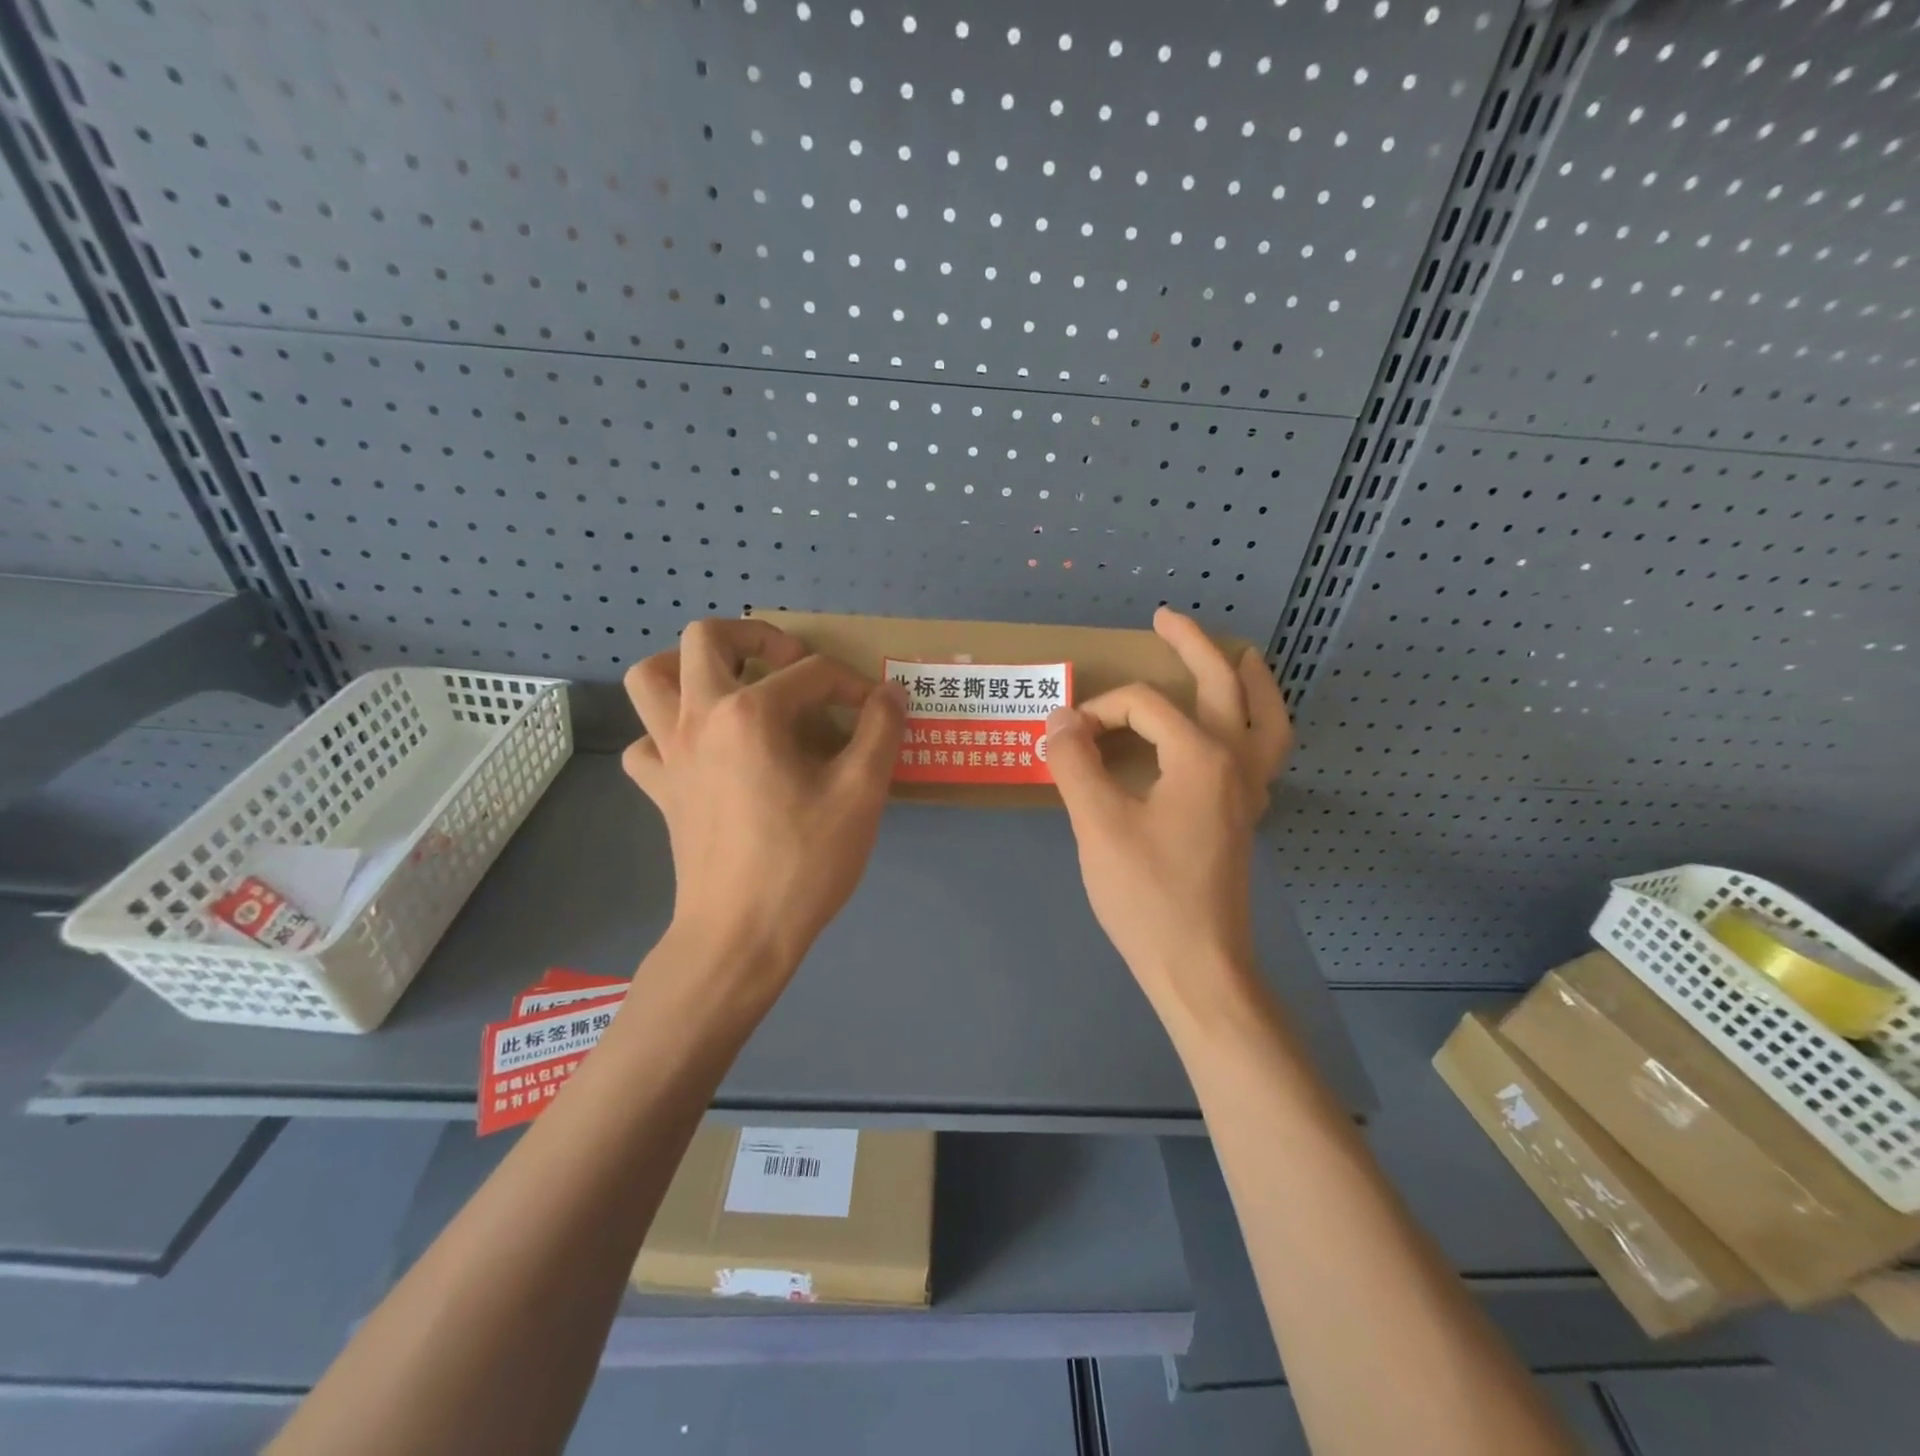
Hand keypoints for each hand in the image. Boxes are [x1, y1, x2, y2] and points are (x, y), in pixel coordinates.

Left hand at [623, 619, 907, 982]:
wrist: (740, 936)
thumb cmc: (803, 862)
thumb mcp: (861, 794)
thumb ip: (880, 732)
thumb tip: (890, 693)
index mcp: (750, 713)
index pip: (812, 674)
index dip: (853, 686)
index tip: (877, 714)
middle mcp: (699, 718)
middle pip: (706, 638)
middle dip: (754, 637)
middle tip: (789, 666)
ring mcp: (669, 753)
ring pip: (650, 677)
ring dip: (688, 668)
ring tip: (730, 686)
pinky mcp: (660, 790)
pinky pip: (646, 742)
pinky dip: (668, 733)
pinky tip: (703, 752)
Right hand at [1045, 608, 1292, 1011]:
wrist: (1198, 966)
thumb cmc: (1147, 895)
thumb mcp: (1098, 824)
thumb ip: (1076, 763)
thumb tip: (1059, 721)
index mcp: (1202, 756)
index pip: (1144, 705)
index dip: (1098, 711)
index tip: (1063, 740)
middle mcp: (1236, 763)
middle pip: (1224, 685)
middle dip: (1193, 645)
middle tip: (1165, 618)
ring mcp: (1249, 792)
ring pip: (1266, 719)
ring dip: (1251, 681)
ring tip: (1238, 656)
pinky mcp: (1244, 818)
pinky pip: (1263, 753)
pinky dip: (1256, 724)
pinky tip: (1233, 729)